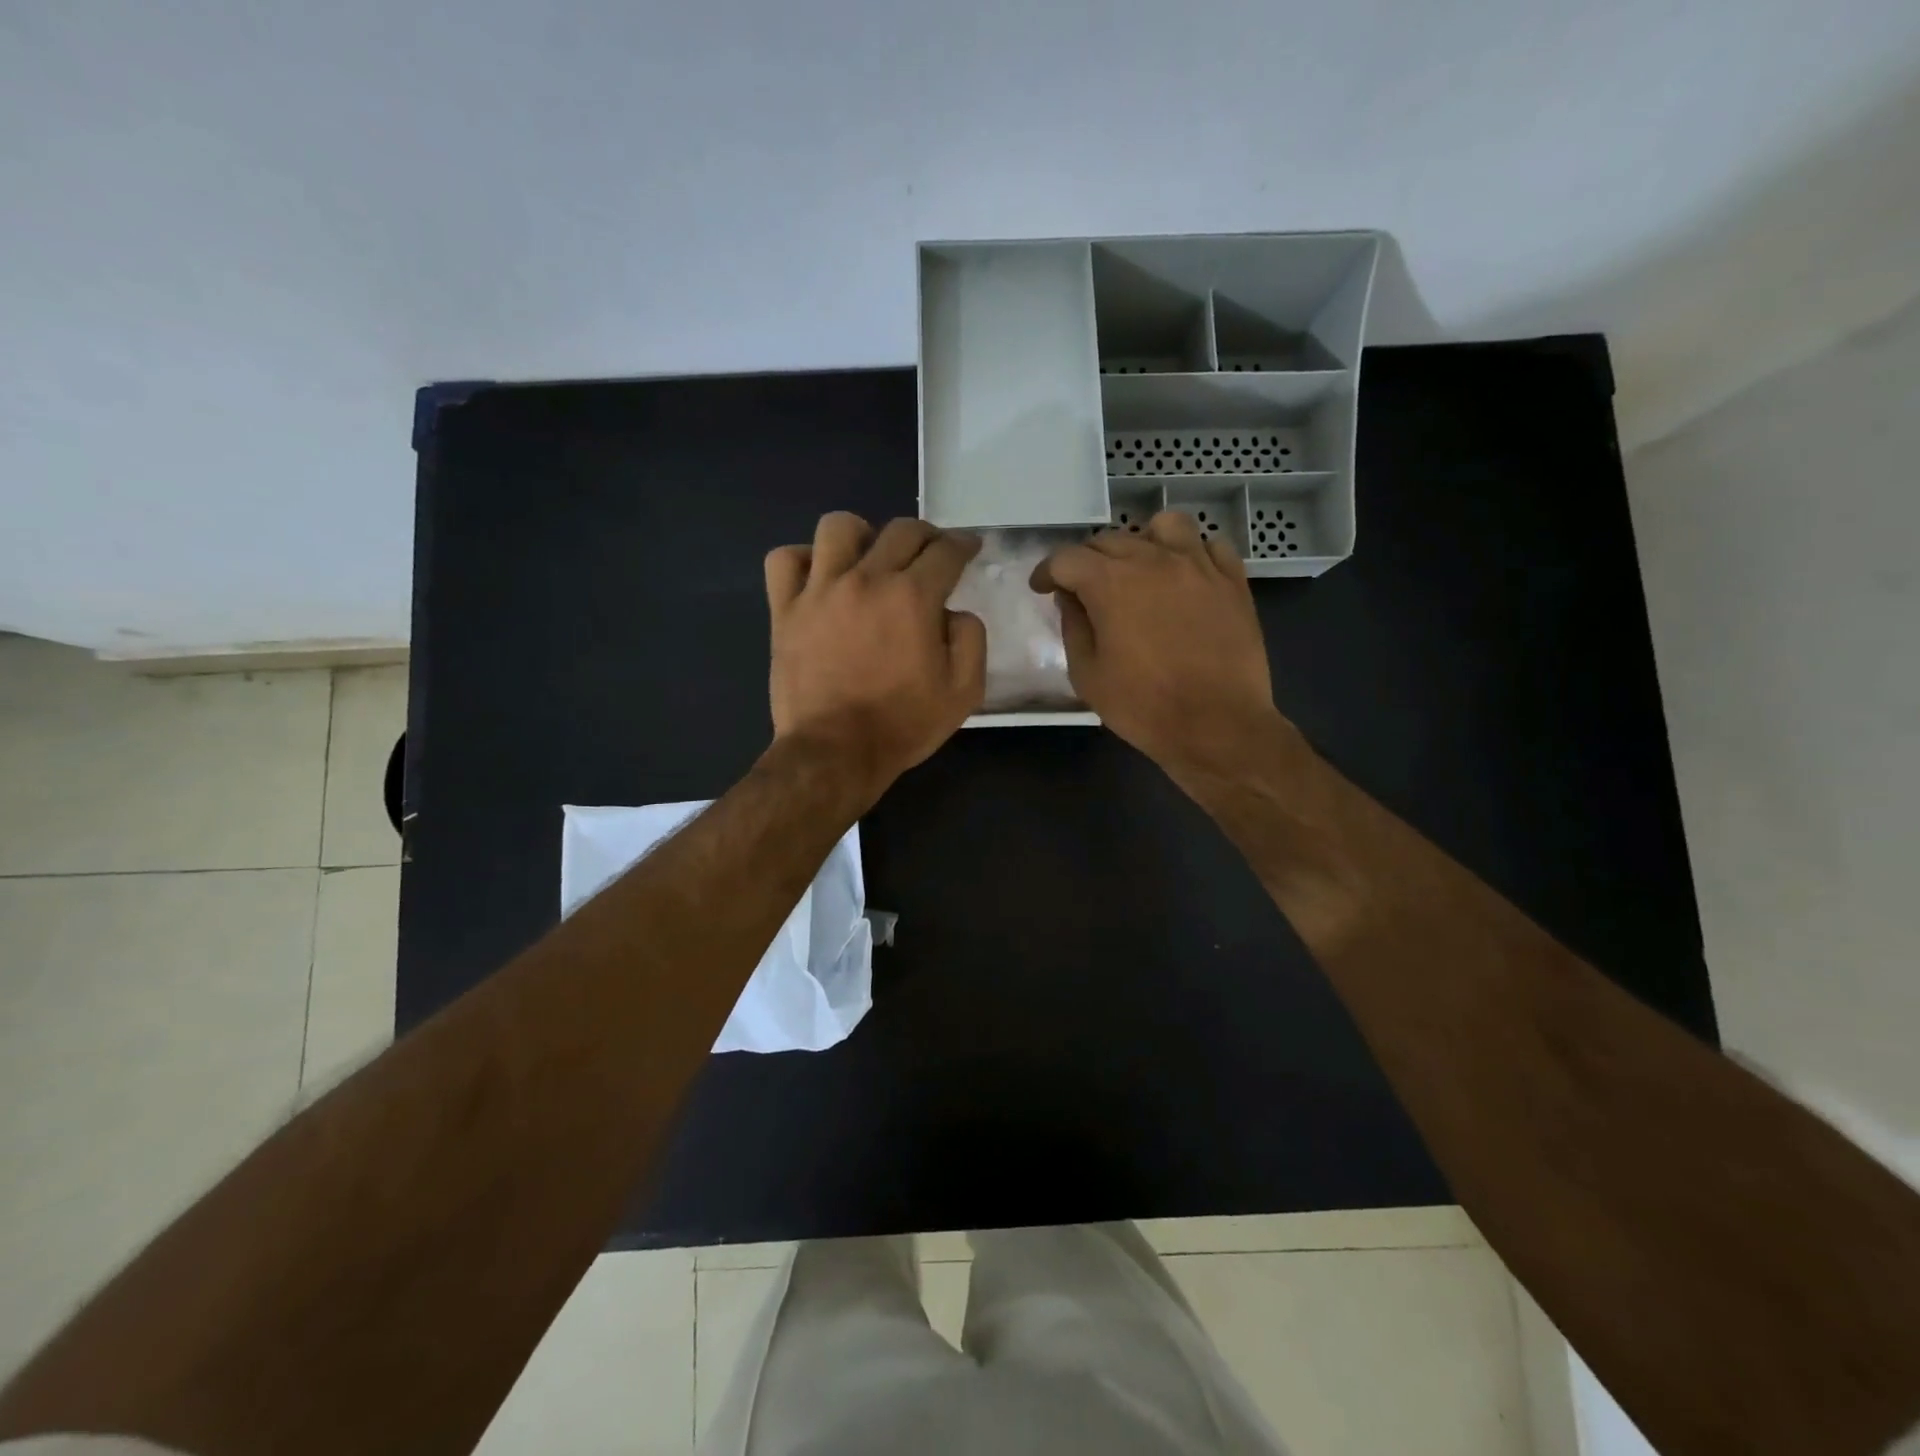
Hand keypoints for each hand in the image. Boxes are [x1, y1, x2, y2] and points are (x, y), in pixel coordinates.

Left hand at [766, 514, 984, 797]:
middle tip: (931, 553)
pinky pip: (784, 560)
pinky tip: (819, 576)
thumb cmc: (903, 724)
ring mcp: (819, 591)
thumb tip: (953, 612)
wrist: (836, 752)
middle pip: (900, 531)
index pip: (945, 551)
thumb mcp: (963, 691)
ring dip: (863, 534)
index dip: (963, 544)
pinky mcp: (785, 609)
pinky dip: (803, 559)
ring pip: (838, 527)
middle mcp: (866, 579)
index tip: (969, 548)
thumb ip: (971, 638)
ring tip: (870, 557)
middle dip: (926, 535)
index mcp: (912, 597)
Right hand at [1032, 511, 1283, 779]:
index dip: (1047, 571)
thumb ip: (1074, 628)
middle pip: (1111, 539)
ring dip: (1143, 541)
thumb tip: (1071, 598)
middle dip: (1088, 560)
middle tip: (1084, 588)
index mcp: (1111, 583)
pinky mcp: (1232, 581)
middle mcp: (1154, 560)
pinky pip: (1211, 546)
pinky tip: (1185, 577)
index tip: (1043, 588)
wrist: (1217, 726)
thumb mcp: (1088, 676)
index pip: (1067, 558)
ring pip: (1165, 526)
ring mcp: (1198, 566)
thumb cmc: (1144, 707)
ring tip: (1140, 569)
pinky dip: (1192, 554)